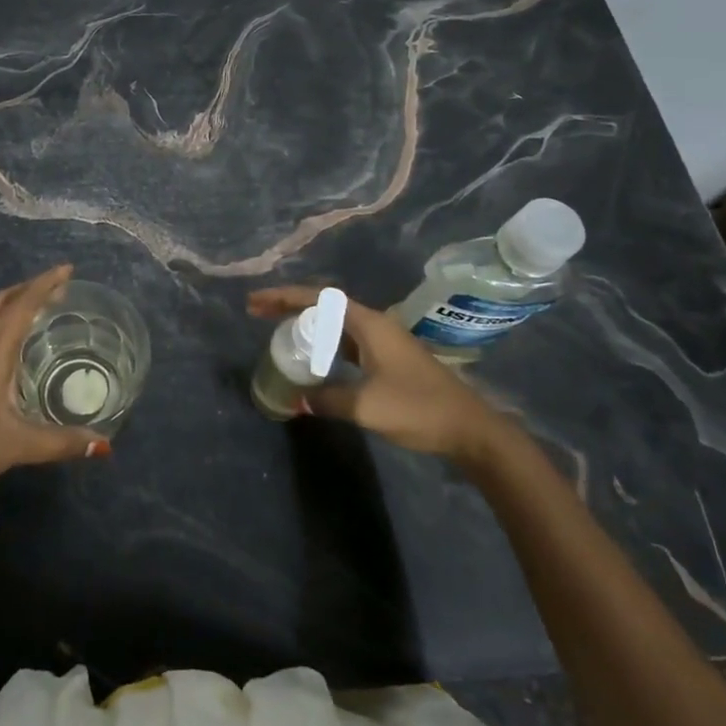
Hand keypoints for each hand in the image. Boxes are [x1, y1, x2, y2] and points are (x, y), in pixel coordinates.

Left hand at [0, 264, 104, 507]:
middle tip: (59, 289)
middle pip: (2, 302)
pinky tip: (13, 352)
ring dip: (14, 306)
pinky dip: (3, 326)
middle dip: (30, 288)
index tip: (68, 269)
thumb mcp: (16, 445)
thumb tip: (102, 443)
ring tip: (41, 312)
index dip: (45, 284)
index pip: (23, 304)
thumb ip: (60, 442)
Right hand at [246, 286, 515, 470]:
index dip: (284, 296)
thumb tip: (298, 400)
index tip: (255, 301)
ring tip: (276, 329)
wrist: (469, 429)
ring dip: (306, 323)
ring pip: (335, 323)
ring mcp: (383, 341)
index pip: (318, 299)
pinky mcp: (388, 358)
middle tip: (257, 312)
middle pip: (324, 305)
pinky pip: (345, 341)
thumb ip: (328, 399)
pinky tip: (312, 356)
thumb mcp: (366, 406)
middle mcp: (375, 324)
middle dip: (289, 305)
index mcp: (369, 324)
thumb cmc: (417, 408)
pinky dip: (323, 342)